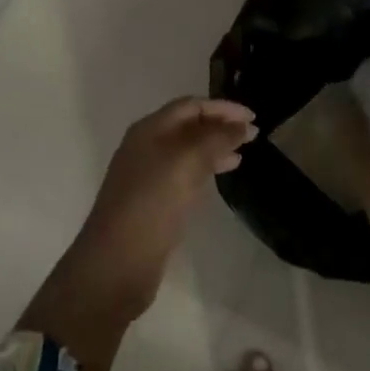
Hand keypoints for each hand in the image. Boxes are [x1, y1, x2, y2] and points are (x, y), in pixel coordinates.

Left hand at [20, 98, 255, 370]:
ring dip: (215, 147)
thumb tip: (242, 125)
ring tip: (243, 153)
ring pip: (187, 151)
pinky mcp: (154, 203)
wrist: (116, 264)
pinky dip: (206, 170)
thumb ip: (216, 140)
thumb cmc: (150, 205)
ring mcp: (148, 176)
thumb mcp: (185, 164)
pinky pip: (184, 175)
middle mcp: (146, 148)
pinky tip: (222, 177)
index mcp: (149, 131)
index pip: (190, 106)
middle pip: (188, 126)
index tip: (254, 118)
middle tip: (254, 135)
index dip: (222, 107)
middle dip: (220, 126)